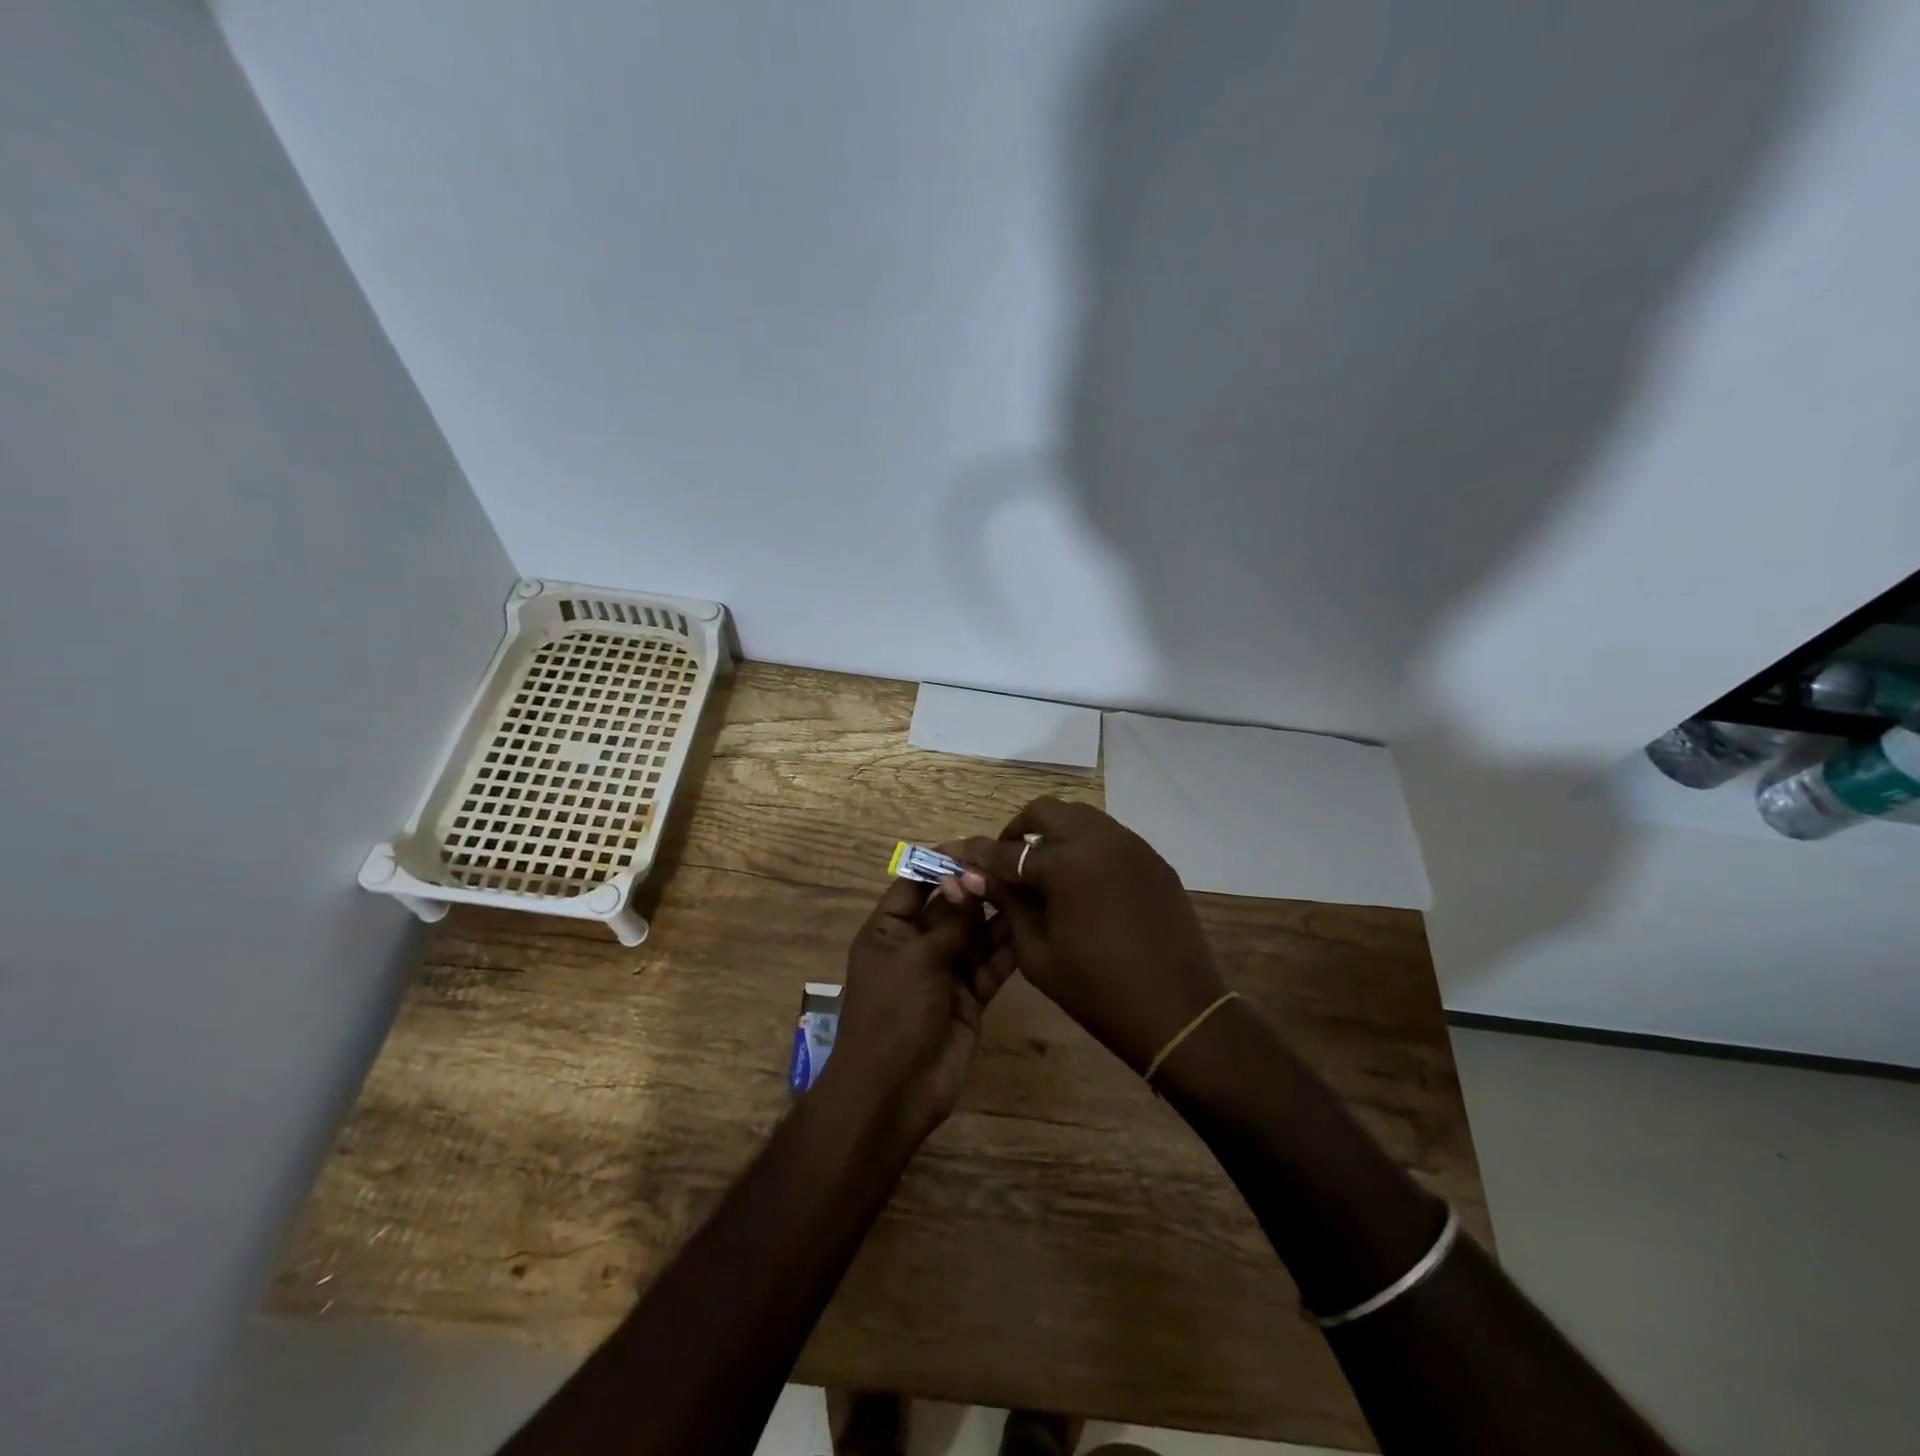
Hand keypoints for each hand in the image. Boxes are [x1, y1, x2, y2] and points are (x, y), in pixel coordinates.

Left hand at [814, 878, 1017, 1144]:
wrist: (893, 1092)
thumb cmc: (892, 1014)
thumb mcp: (917, 959)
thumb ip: (950, 923)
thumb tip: (971, 882)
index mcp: (889, 931)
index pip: (914, 885)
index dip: (940, 866)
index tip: (975, 846)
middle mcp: (917, 946)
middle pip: (950, 908)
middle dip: (976, 890)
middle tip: (1011, 867)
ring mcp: (945, 972)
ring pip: (975, 935)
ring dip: (997, 917)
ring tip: (1028, 890)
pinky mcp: (970, 997)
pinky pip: (991, 966)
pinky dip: (1008, 950)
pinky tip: (1031, 929)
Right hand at [942, 798, 1225, 1074]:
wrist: (1178, 1012)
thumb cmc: (1097, 991)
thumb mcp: (1037, 952)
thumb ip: (1008, 904)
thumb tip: (975, 876)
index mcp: (1066, 864)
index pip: (1007, 850)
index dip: (977, 854)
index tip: (955, 854)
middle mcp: (1099, 840)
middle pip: (1045, 811)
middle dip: (1018, 829)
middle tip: (1007, 860)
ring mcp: (1132, 845)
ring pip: (1081, 816)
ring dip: (1054, 832)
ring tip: (1043, 868)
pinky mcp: (1153, 859)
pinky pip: (1110, 836)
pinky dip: (1086, 846)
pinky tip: (1082, 882)